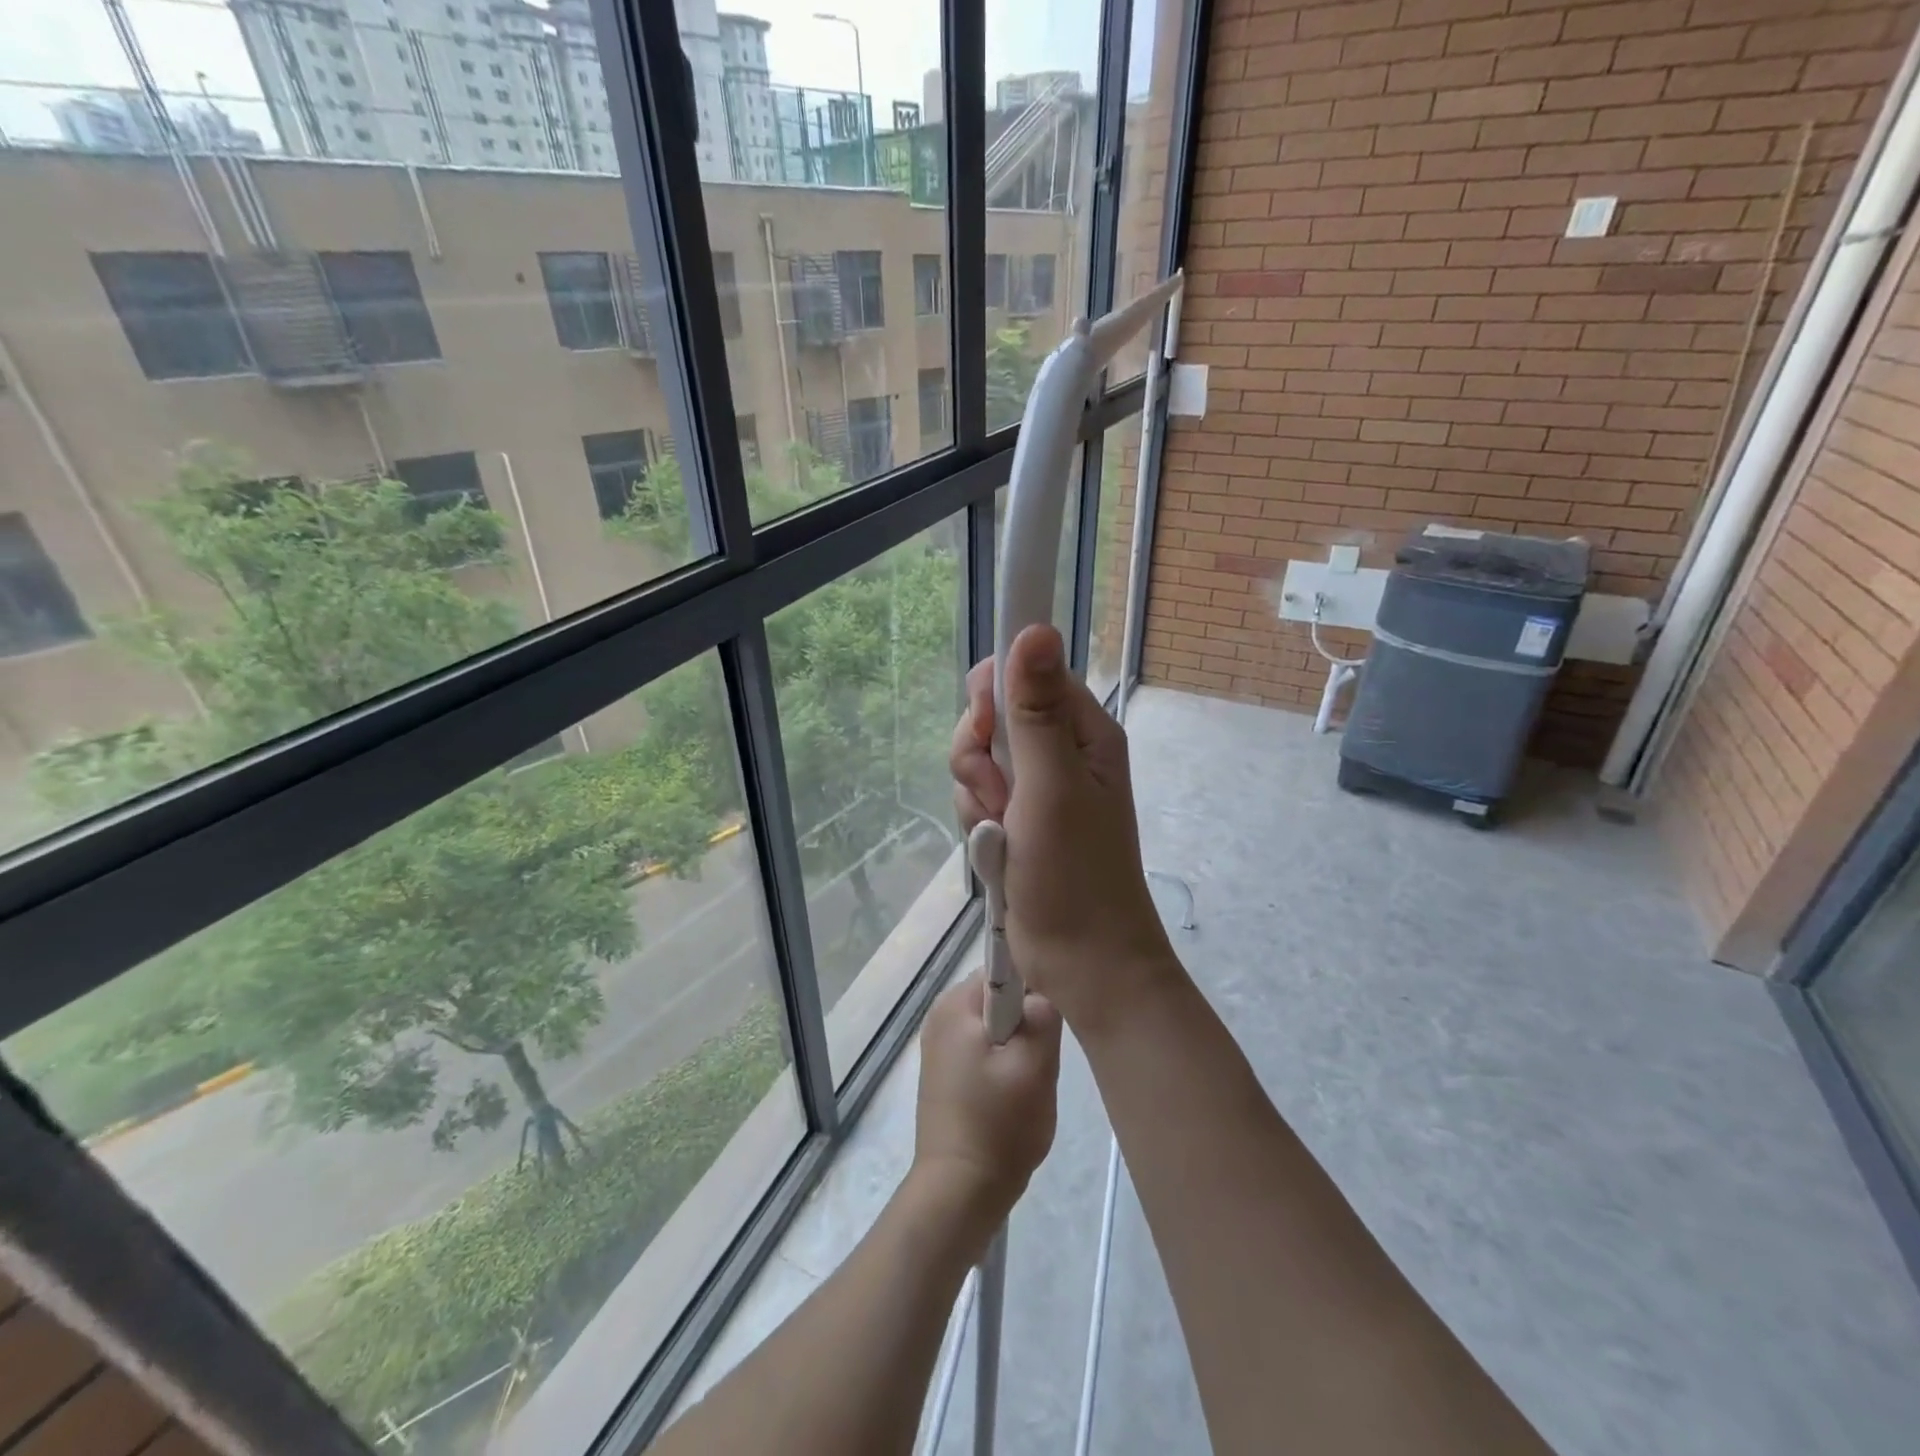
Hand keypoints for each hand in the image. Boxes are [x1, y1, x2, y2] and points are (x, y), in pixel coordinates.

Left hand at [912, 973, 1060, 1242]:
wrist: (958, 1191)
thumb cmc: (998, 1125)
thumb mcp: (1035, 1066)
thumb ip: (1043, 1015)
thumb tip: (1042, 994)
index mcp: (955, 1005)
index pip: (1004, 967)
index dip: (1035, 985)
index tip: (1054, 1015)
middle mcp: (940, 1015)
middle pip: (999, 996)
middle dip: (1027, 1020)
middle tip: (1043, 1057)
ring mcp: (939, 1046)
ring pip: (995, 1025)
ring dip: (1018, 1045)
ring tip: (1030, 1080)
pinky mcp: (944, 1073)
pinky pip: (983, 1048)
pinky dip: (1003, 1062)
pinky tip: (1014, 1094)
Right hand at [949, 625, 1176, 1030]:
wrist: (1081, 961)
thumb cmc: (1075, 872)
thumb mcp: (1052, 784)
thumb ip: (1036, 710)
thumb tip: (1035, 626)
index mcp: (1083, 732)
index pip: (1027, 676)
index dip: (996, 695)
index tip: (985, 728)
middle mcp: (1060, 753)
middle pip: (993, 719)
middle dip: (979, 757)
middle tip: (997, 796)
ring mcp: (1036, 790)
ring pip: (978, 763)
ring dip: (977, 797)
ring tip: (1000, 833)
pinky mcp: (1017, 823)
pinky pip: (978, 801)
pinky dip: (977, 824)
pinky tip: (994, 850)